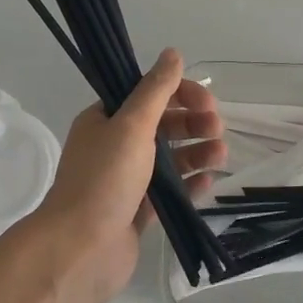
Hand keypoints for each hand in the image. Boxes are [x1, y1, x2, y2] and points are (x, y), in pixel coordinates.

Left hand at [16, 49, 224, 302]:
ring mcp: (125, 182)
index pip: (147, 95)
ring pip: (168, 160)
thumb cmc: (104, 180)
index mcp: (104, 121)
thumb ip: (155, 90)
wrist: (80, 249)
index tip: (206, 103)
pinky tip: (208, 182)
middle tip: (217, 129)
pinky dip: (189, 185)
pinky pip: (168, 192)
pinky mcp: (137, 212)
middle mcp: (113, 147)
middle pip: (161, 126)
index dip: (179, 94)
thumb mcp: (132, 126)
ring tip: (221, 155)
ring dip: (196, 153)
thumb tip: (173, 53)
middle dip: (191, 124)